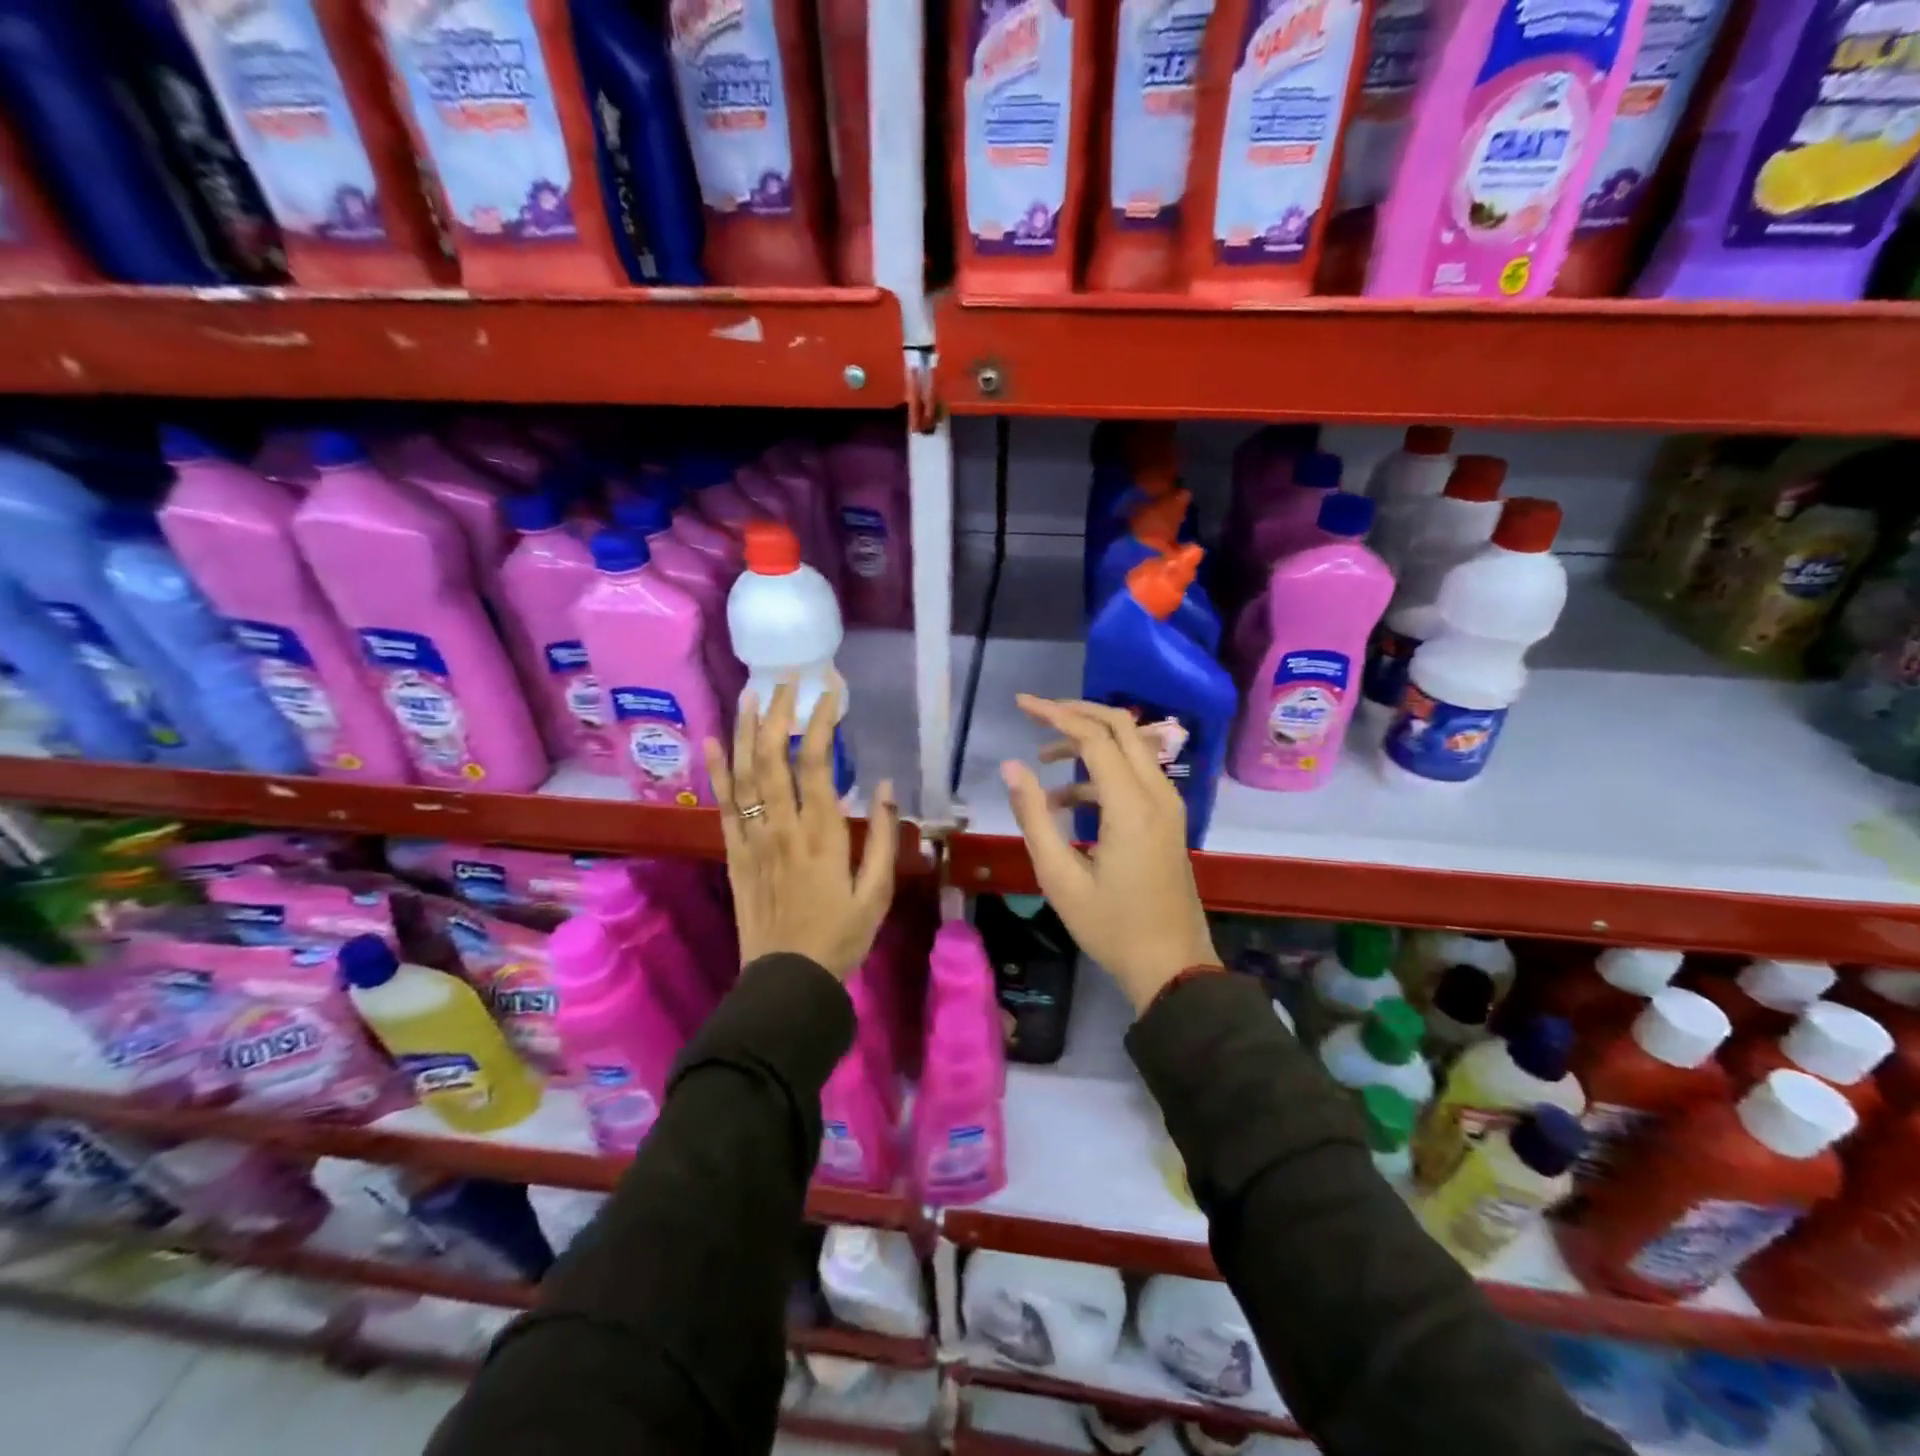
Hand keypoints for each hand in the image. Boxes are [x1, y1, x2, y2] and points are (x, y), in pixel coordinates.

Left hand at [704, 680, 897, 979]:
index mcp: (821, 834)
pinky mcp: (733, 853)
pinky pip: (722, 804)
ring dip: (745, 729)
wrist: (787, 979)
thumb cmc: (840, 937)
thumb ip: (881, 837)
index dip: (820, 721)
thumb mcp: (876, 892)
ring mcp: (752, 838)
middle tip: (787, 679)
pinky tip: (711, 740)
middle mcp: (781, 827)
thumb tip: (884, 786)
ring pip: (743, 773)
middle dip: (778, 711)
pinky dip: (715, 770)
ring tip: (750, 692)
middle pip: (773, 756)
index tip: (830, 692)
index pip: (816, 763)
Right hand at [1000, 695, 1220, 1012]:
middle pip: (1121, 726)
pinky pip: (1135, 774)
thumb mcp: (1060, 877)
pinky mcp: (1168, 818)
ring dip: (1089, 741)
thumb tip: (1012, 766)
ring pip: (1131, 746)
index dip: (1055, 714)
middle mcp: (1157, 793)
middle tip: (1036, 714)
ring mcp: (1168, 805)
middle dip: (1077, 712)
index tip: (1020, 704)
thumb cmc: (1111, 927)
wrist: (1173, 966)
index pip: (1094, 736)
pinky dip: (1101, 772)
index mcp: (1131, 805)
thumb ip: (1034, 816)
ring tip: (1043, 760)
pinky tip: (1066, 801)